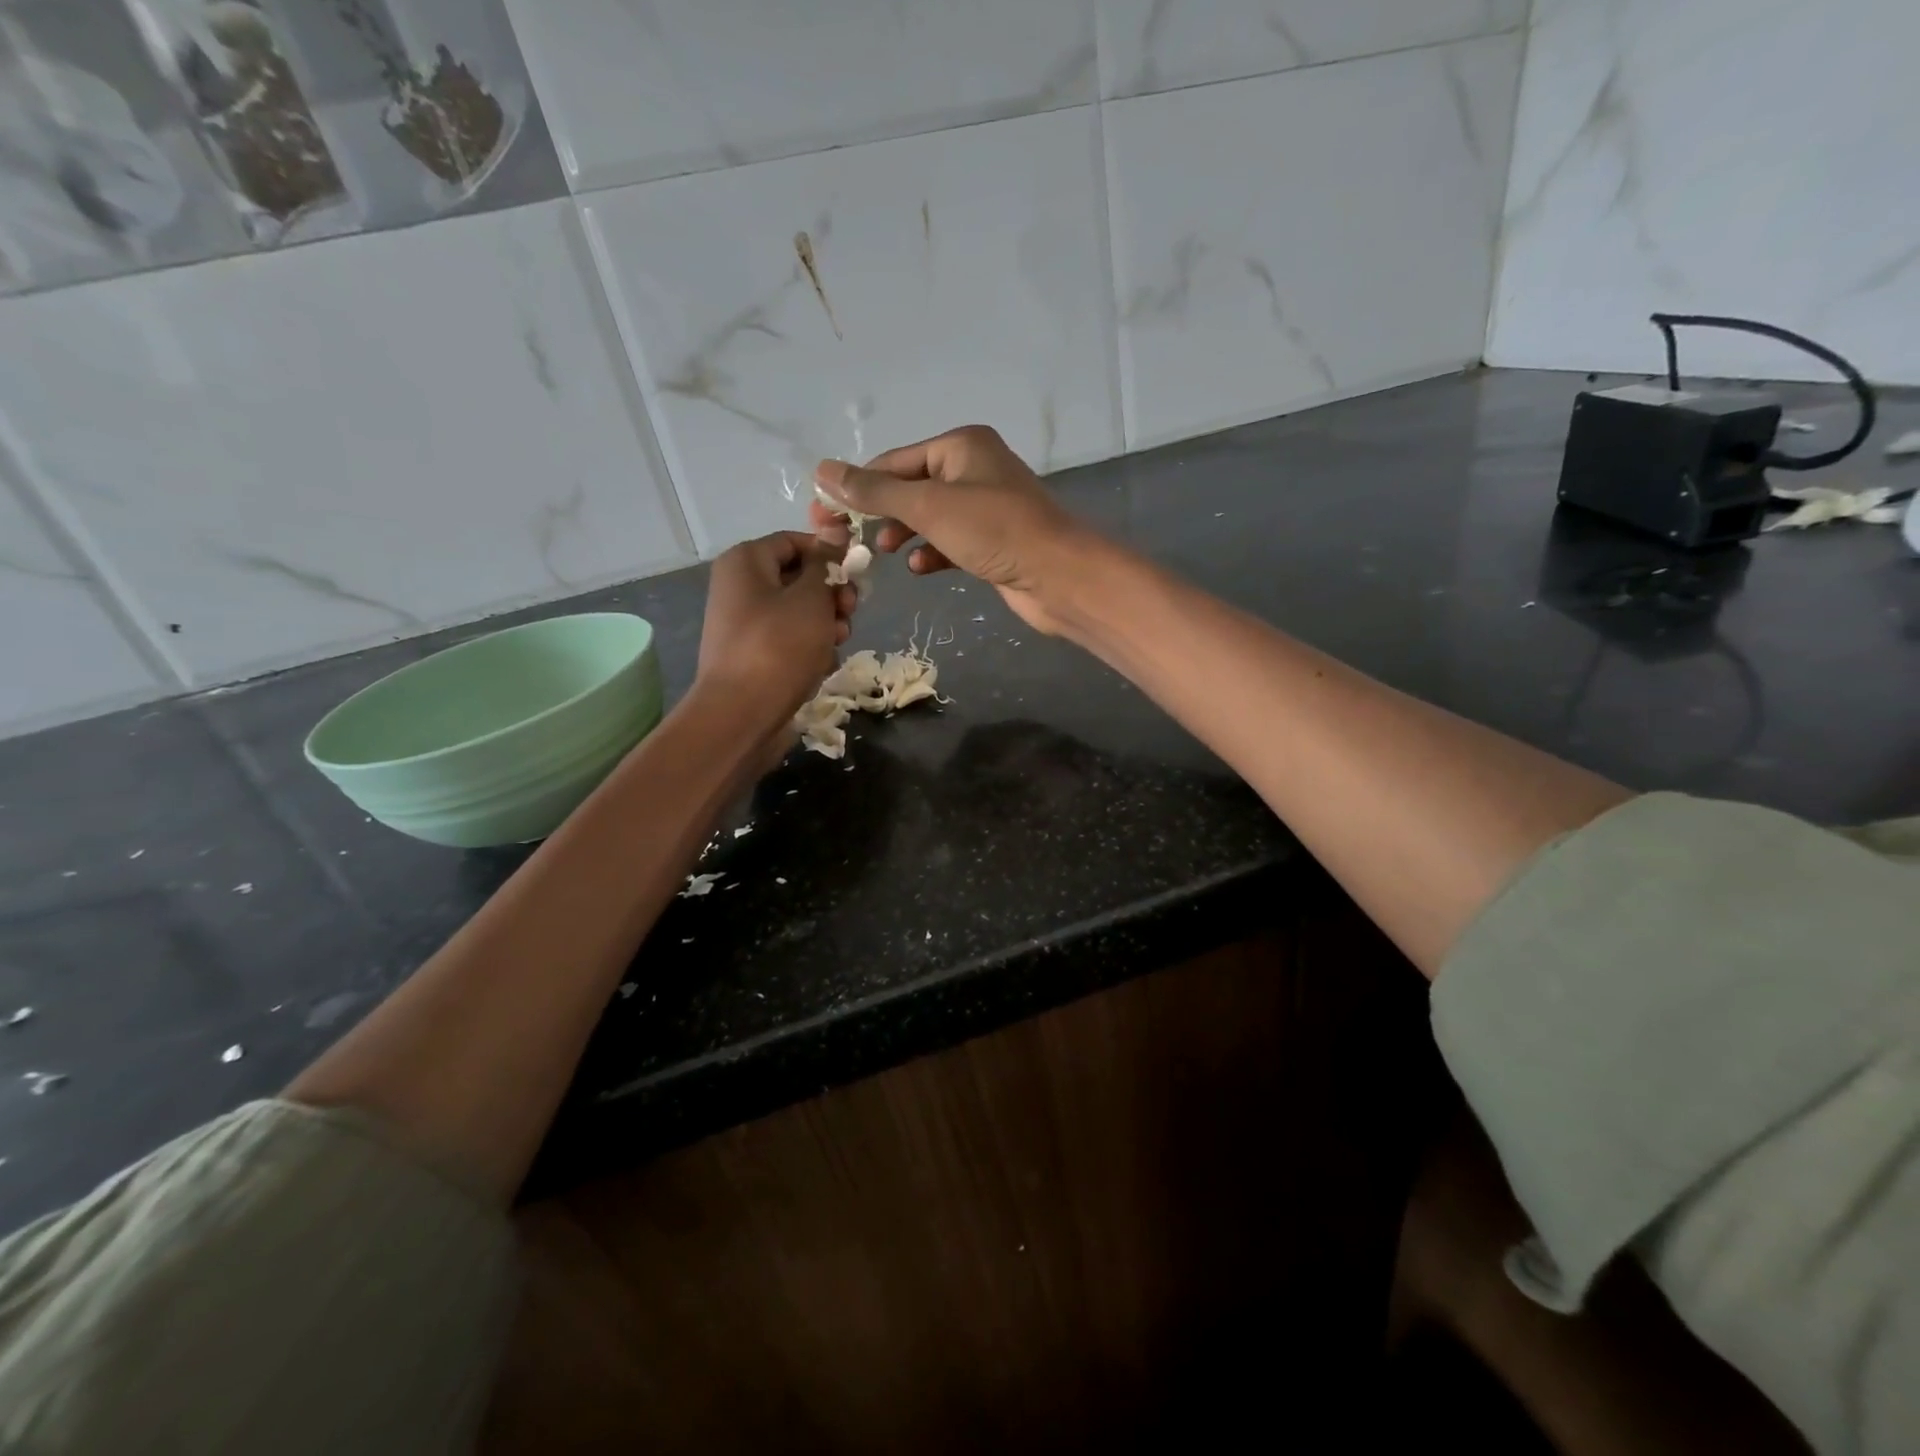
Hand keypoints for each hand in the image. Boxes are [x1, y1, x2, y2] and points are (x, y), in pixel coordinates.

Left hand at [696, 532, 854, 729]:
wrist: (741, 714)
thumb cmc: (778, 646)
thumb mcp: (811, 598)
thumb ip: (825, 565)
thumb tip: (833, 536)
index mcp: (745, 561)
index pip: (795, 541)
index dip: (829, 554)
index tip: (858, 574)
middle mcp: (740, 588)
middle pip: (799, 579)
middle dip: (831, 595)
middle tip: (850, 612)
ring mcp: (746, 625)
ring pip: (799, 613)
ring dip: (825, 625)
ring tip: (837, 642)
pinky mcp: (754, 657)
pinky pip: (790, 642)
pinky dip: (809, 650)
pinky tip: (820, 666)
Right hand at [809, 425, 1094, 634]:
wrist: (1059, 577)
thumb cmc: (994, 531)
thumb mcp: (928, 507)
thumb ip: (875, 492)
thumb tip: (822, 471)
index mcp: (960, 446)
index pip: (894, 462)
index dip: (857, 488)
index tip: (824, 517)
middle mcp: (973, 469)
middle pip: (910, 488)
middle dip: (880, 514)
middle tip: (847, 541)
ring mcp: (985, 507)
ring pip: (929, 517)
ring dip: (904, 534)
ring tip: (884, 552)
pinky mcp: (992, 541)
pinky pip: (950, 541)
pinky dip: (931, 552)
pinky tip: (920, 568)